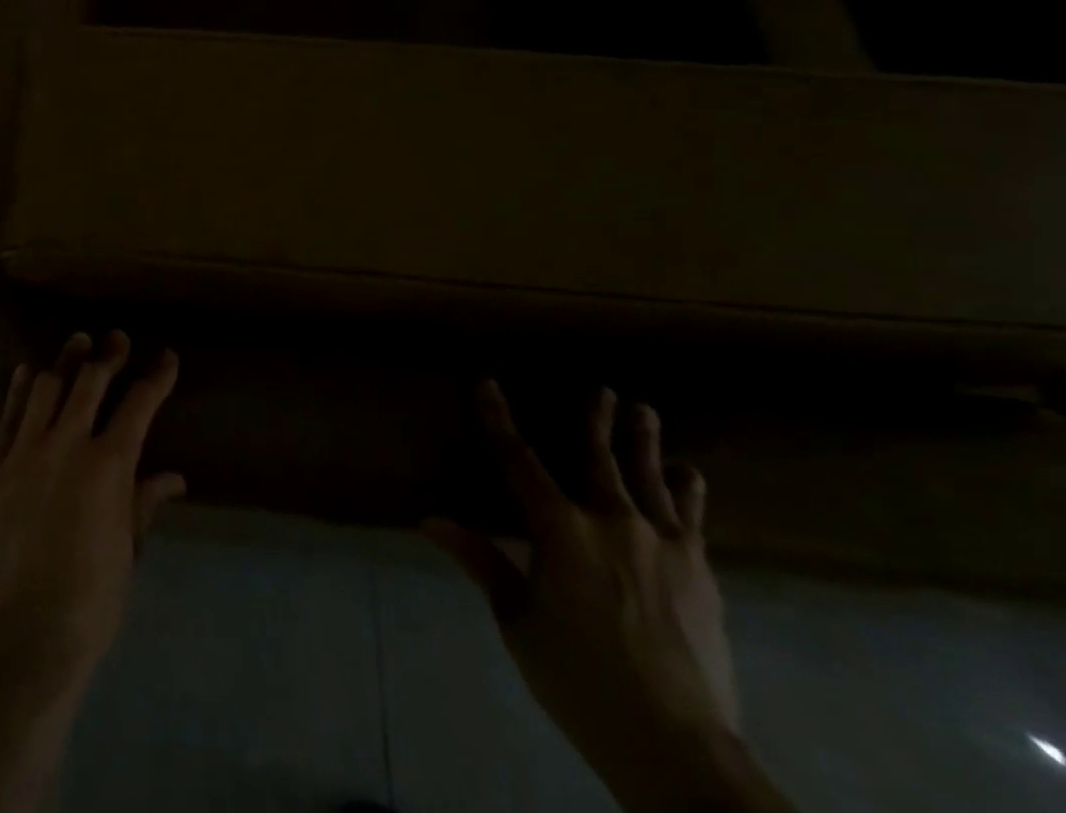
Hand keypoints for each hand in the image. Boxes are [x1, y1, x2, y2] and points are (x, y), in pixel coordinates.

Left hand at [0, 330, 185, 672]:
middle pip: (90, 382)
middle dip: (108, 355)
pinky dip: (19, 391)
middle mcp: (67, 444)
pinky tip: (27, 372)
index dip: (156, 376)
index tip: (166, 356)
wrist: (23, 636)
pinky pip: (6, 418)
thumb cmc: (91, 601)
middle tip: (116, 339)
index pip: (139, 404)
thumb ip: (145, 503)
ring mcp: (24, 453)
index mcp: (109, 465)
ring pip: (46, 388)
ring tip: (76, 346)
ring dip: (65, 363)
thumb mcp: (128, 550)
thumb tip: (173, 478)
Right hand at [427, 384, 789, 812]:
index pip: (519, 460)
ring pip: (650, 479)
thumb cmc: (582, 680)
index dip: (499, 419)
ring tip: (645, 412)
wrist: (677, 746)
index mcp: (560, 530)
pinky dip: (688, 492)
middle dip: (597, 421)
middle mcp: (611, 522)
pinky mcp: (699, 572)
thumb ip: (481, 562)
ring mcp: (662, 544)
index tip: (488, 384)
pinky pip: (692, 518)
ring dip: (645, 444)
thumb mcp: (518, 622)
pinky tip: (691, 475)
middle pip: (598, 458)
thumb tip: (430, 520)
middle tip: (604, 390)